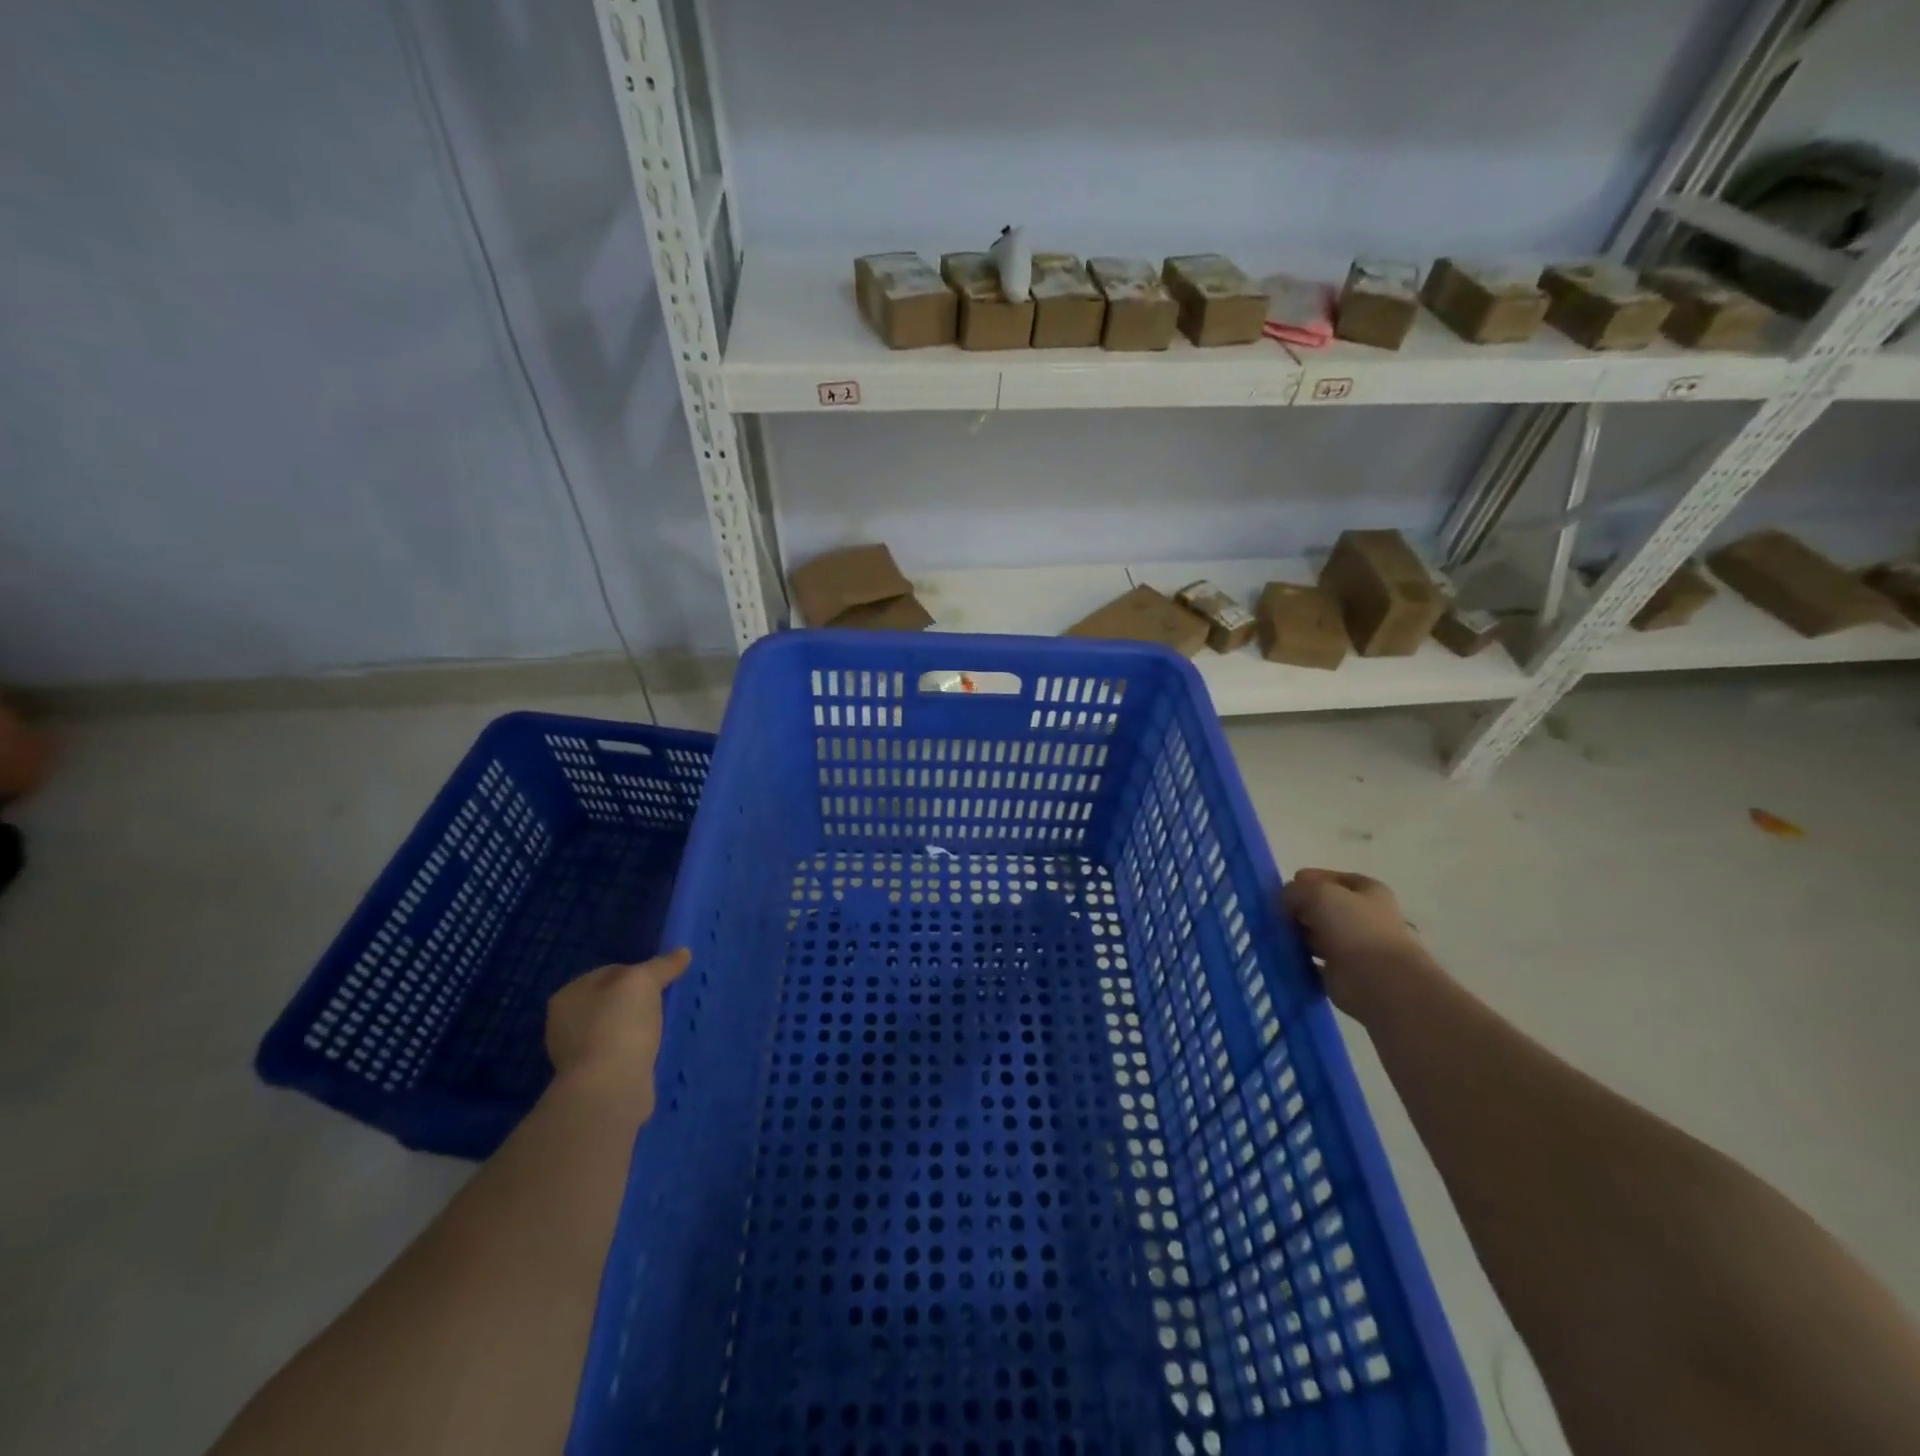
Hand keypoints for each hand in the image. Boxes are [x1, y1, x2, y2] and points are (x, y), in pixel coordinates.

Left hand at [545, 948, 689, 1117]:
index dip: (640, 973)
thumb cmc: (619, 1025)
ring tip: (661, 1031)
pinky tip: (651, 1053)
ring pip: (616, 1028)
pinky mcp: (591, 1079)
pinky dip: (635, 1052)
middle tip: (664, 1006)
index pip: (611, 971)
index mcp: (568, 995)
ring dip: (637, 1029)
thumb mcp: (644, 981)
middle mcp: (563, 1023)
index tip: (662, 984)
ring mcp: (575, 1054)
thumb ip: (662, 965)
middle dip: (638, 1003)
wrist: (609, 1089)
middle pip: (613, 1000)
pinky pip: (619, 1054)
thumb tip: (683, 953)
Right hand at [1281, 869, 1431, 1020]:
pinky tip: (1282, 957)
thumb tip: (1284, 901)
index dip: (1305, 882)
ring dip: (1295, 935)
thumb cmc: (1354, 927)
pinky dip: (1297, 960)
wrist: (1379, 982)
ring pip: (1315, 934)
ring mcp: (1353, 946)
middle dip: (1297, 910)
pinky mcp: (1342, 973)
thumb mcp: (1317, 892)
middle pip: (1321, 907)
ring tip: (1275, 938)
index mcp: (1367, 891)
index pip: (1329, 879)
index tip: (1283, 893)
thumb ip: (1295, 890)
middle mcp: (1363, 916)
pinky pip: (1311, 961)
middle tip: (1276, 917)